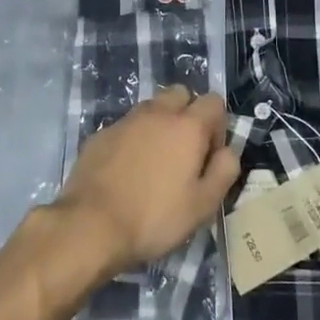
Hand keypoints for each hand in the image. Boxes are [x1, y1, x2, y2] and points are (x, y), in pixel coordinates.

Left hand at [54, 88, 238, 276]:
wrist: (91, 225)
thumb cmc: (154, 217)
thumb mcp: (203, 205)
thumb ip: (224, 171)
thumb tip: (228, 151)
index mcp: (187, 126)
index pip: (214, 102)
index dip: (218, 126)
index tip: (209, 155)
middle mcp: (157, 113)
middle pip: (180, 94)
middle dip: (188, 114)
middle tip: (184, 152)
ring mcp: (125, 121)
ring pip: (151, 108)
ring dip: (159, 124)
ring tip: (155, 162)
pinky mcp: (100, 134)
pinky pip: (126, 126)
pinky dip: (133, 139)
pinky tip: (127, 170)